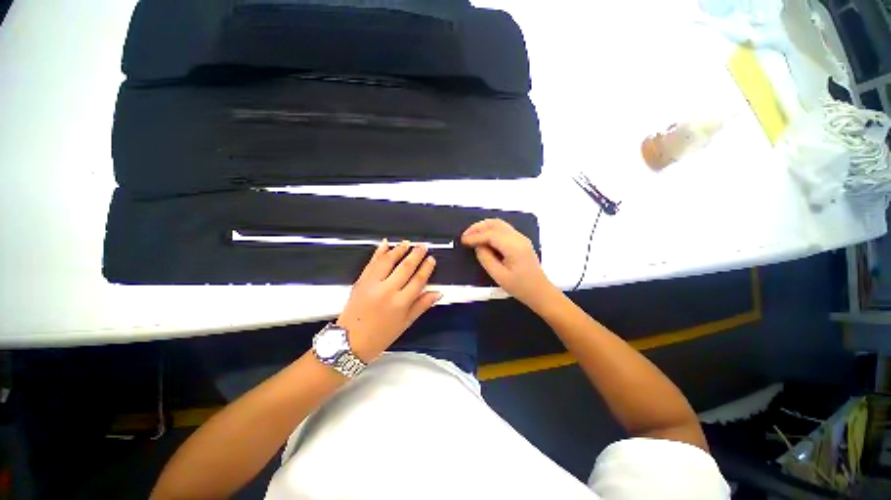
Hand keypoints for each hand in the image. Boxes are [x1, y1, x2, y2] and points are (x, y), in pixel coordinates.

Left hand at [336, 240, 441, 361]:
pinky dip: (379, 252)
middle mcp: (387, 290)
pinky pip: (372, 262)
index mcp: (400, 303)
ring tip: (408, 243)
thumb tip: (437, 293)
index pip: (418, 280)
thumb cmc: (379, 336)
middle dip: (416, 254)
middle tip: (422, 246)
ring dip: (399, 249)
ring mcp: (372, 284)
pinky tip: (385, 244)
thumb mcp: (405, 324)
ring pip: (388, 260)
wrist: (349, 342)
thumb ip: (422, 305)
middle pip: (405, 267)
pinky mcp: (361, 281)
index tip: (431, 259)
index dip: (426, 268)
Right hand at [461, 219, 557, 309]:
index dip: (475, 236)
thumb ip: (486, 259)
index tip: (463, 241)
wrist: (540, 292)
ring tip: (471, 235)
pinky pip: (503, 229)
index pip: (491, 234)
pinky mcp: (520, 241)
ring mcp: (521, 238)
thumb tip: (478, 246)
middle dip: (478, 227)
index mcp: (514, 247)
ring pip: (500, 224)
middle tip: (465, 235)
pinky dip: (491, 230)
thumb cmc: (520, 287)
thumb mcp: (499, 276)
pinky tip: (483, 238)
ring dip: (484, 227)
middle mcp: (518, 238)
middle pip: (496, 224)